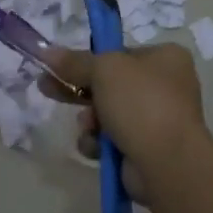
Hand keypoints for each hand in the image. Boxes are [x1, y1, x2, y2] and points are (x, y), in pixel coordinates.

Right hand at [35, 42, 208, 204]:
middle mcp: (166, 86)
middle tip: (45, 87)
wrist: (167, 162)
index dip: (91, 59)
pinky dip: (99, 143)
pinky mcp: (146, 148)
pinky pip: (112, 140)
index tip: (61, 64)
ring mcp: (157, 119)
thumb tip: (47, 51)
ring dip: (90, 121)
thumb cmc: (141, 103)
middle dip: (78, 90)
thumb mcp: (104, 70)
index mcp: (166, 58)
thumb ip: (75, 61)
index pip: (121, 53)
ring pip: (107, 114)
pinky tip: (97, 147)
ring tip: (88, 126)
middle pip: (110, 84)